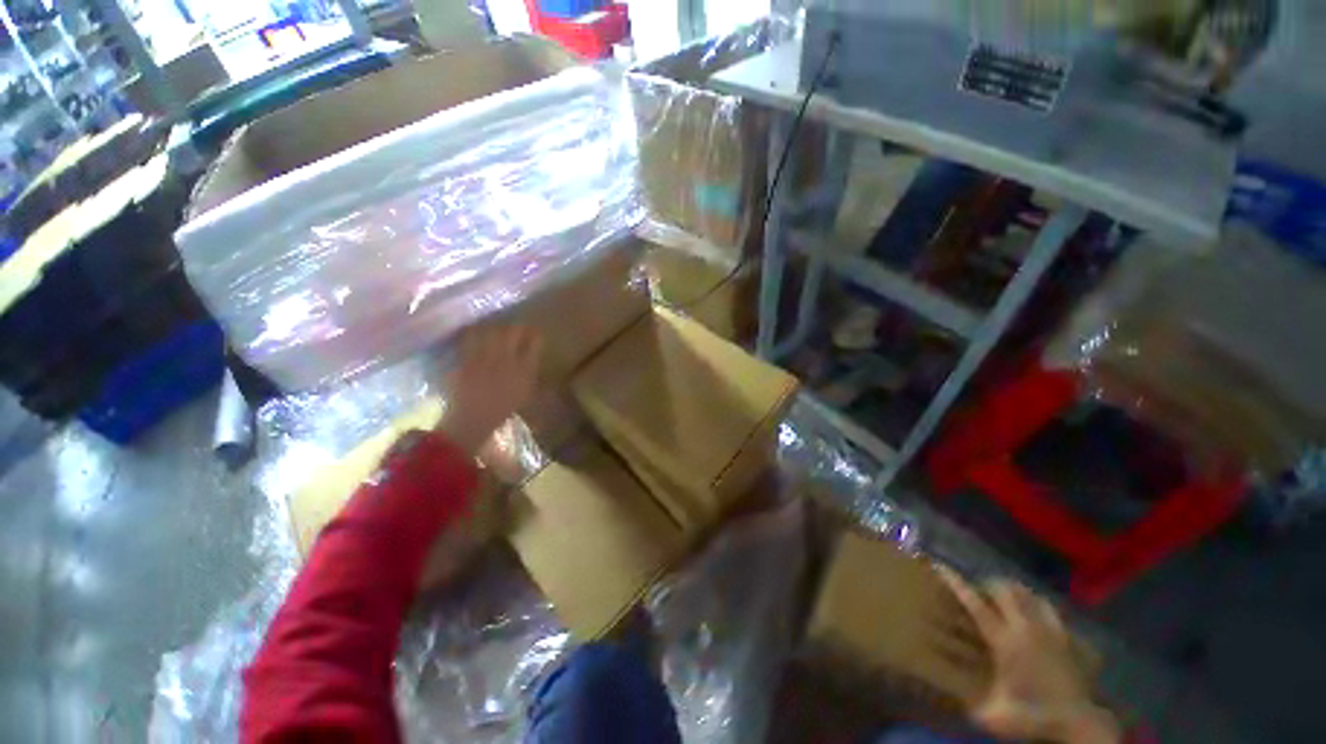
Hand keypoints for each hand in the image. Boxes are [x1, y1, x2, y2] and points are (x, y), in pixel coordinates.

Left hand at [437, 325, 541, 454]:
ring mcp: (485, 359)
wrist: (473, 419)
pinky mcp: (468, 360)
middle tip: (518, 327)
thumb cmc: (503, 409)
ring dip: (497, 327)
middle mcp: (507, 360)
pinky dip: (474, 333)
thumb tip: (532, 360)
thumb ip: (530, 375)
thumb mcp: (525, 394)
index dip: (536, 336)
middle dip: (518, 327)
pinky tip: (475, 330)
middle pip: (513, 333)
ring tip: (498, 326)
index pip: (534, 345)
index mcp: (524, 370)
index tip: (536, 332)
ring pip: (492, 333)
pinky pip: (471, 340)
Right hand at [937, 568, 1121, 743]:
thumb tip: (947, 695)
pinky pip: (1047, 606)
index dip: (956, 583)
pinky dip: (1035, 602)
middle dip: (987, 585)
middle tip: (978, 592)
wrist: (1078, 721)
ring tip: (1003, 598)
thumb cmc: (1033, 714)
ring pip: (1027, 593)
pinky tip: (1032, 611)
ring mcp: (1049, 629)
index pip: (975, 604)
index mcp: (1003, 641)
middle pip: (1003, 589)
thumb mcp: (995, 714)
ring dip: (1012, 591)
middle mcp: (1024, 627)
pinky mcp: (1066, 635)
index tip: (940, 566)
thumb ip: (971, 703)